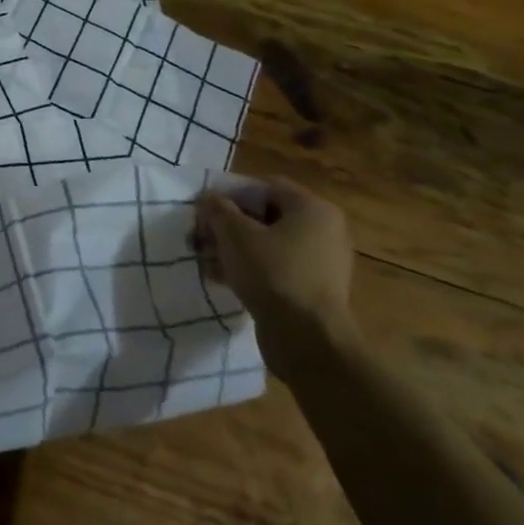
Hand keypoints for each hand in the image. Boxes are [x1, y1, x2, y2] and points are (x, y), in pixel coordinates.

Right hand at [197, 179, 358, 380]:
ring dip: (233, 248)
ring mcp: (320, 263)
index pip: (266, 186)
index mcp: (313, 210)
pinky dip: (248, 269)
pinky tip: (220, 278)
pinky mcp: (312, 289)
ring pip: (267, 244)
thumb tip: (208, 198)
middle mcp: (323, 231)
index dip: (230, 193)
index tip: (204, 209)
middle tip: (200, 236)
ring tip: (205, 259)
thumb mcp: (235, 234)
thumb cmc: (272, 273)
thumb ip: (217, 210)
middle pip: (265, 216)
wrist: (307, 338)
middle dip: (228, 224)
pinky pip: (275, 268)